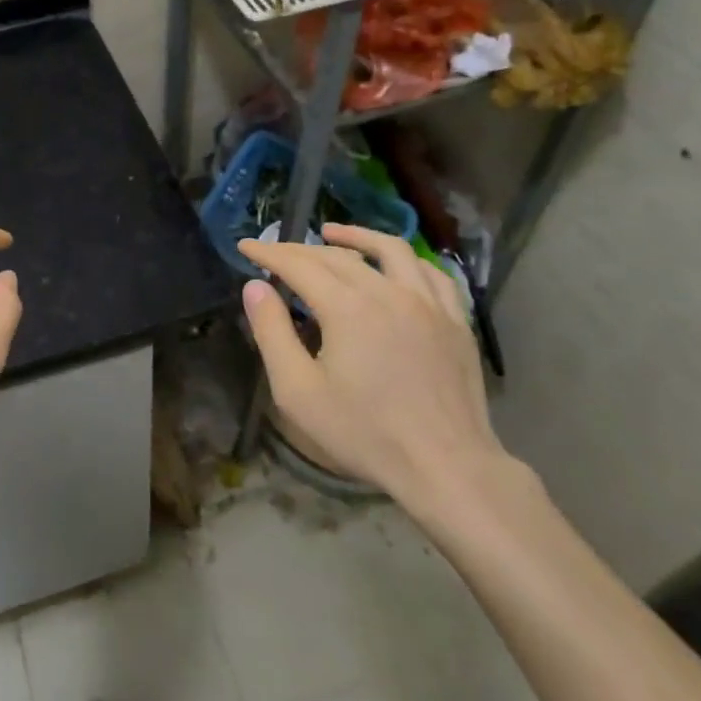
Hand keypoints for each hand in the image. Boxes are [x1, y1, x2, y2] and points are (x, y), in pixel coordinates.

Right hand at [237, 223, 508, 518]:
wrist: (447, 467)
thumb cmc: (365, 433)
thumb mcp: (298, 391)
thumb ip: (272, 333)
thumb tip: (255, 287)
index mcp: (347, 307)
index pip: (299, 265)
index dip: (269, 252)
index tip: (246, 246)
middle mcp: (388, 292)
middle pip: (338, 256)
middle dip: (301, 249)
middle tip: (277, 252)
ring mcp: (428, 304)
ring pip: (390, 251)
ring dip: (356, 236)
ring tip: (332, 233)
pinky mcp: (455, 321)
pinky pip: (430, 273)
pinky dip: (404, 260)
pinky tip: (393, 264)